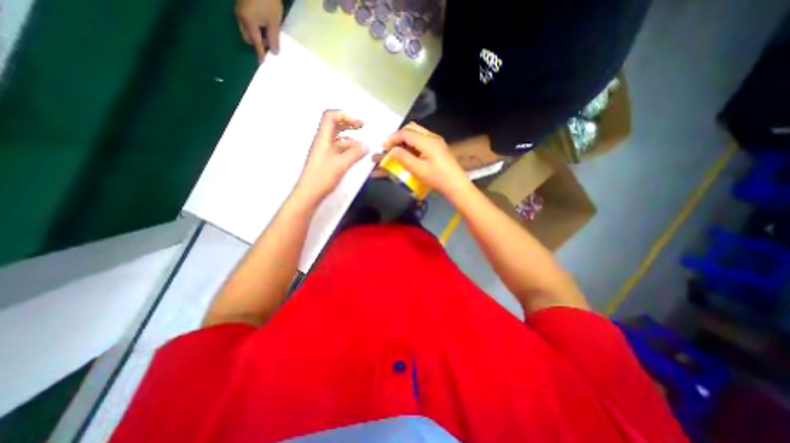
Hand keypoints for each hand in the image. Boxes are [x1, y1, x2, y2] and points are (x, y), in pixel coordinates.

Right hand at [234, 1, 283, 60]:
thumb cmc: (269, 2)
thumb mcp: (274, 23)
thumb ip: (274, 39)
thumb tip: (274, 52)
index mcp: (248, 22)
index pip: (256, 43)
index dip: (260, 53)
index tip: (262, 63)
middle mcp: (240, 17)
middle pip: (248, 37)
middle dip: (258, 42)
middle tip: (269, 40)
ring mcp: (239, 10)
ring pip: (247, 30)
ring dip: (256, 34)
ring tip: (267, 29)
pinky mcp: (241, 5)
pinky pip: (246, 22)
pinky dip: (254, 26)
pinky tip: (263, 23)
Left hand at [295, 109, 368, 202]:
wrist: (309, 194)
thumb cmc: (322, 177)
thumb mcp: (341, 164)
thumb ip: (355, 154)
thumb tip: (367, 145)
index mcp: (323, 138)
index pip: (330, 116)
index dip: (344, 115)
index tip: (358, 123)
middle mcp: (323, 142)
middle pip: (334, 125)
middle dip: (348, 123)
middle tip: (362, 126)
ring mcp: (324, 151)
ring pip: (338, 138)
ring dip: (350, 138)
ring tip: (362, 145)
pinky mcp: (327, 160)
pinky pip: (338, 149)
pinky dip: (348, 149)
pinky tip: (356, 155)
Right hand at [382, 122, 467, 195]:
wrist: (457, 185)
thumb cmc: (438, 179)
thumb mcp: (418, 170)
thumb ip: (404, 158)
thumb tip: (392, 150)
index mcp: (427, 141)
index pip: (406, 133)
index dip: (393, 138)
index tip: (383, 147)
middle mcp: (432, 137)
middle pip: (412, 129)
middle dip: (398, 136)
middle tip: (390, 147)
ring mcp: (436, 142)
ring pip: (417, 134)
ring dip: (405, 140)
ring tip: (397, 151)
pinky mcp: (438, 148)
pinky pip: (422, 141)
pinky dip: (412, 144)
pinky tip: (409, 154)